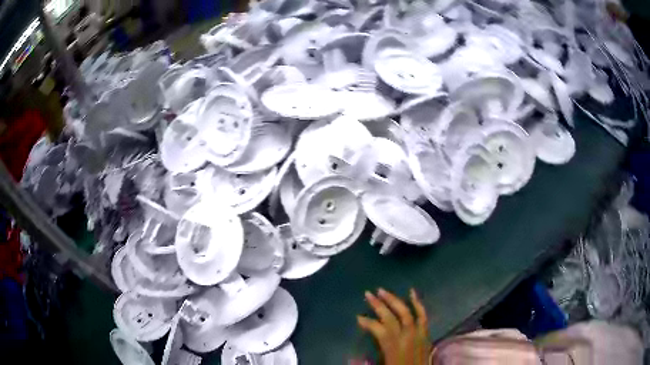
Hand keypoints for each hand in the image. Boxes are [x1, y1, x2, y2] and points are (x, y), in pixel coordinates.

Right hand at [357, 288, 430, 364]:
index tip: (358, 317)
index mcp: (393, 347)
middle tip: (368, 294)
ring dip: (394, 300)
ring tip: (383, 291)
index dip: (367, 322)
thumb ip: (367, 363)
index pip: (378, 329)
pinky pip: (423, 316)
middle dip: (378, 305)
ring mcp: (418, 333)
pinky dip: (418, 303)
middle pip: (391, 317)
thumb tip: (351, 357)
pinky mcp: (426, 333)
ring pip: (406, 313)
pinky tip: (411, 292)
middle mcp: (405, 337)